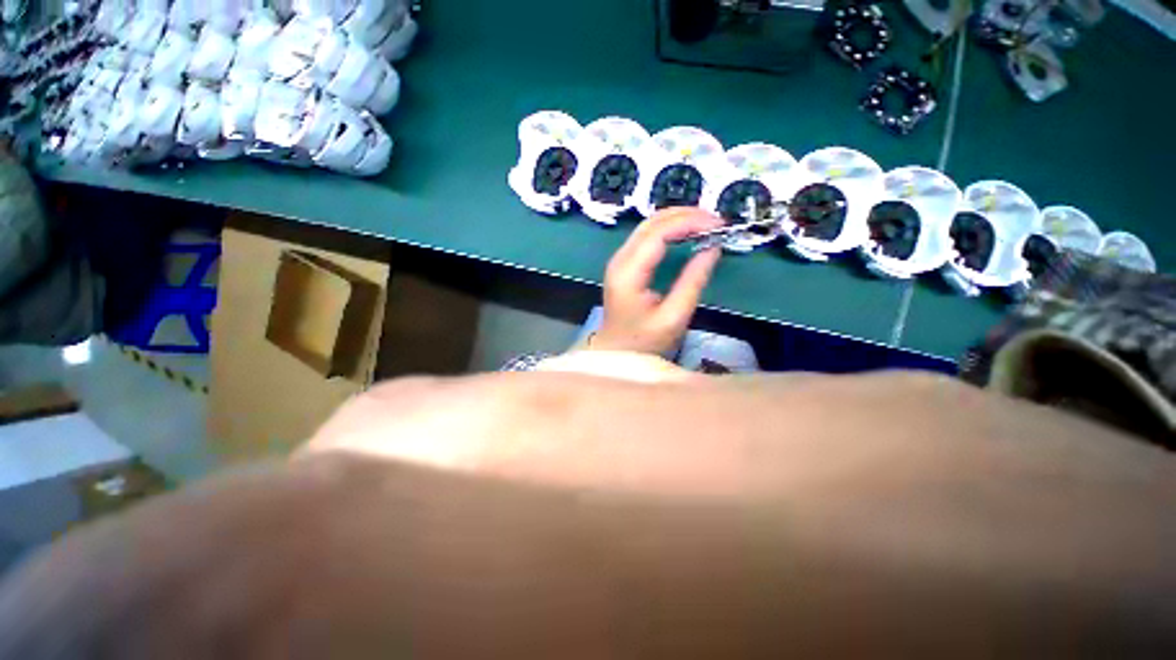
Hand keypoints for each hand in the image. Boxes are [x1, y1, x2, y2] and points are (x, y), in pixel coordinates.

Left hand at [590, 208, 723, 354]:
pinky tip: (687, 233)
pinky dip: (669, 230)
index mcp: (628, 273)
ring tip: (707, 224)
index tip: (718, 224)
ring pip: (648, 226)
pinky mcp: (623, 265)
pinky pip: (646, 237)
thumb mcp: (674, 317)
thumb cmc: (644, 342)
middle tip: (716, 221)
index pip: (657, 234)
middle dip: (685, 215)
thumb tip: (713, 247)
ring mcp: (618, 261)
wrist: (616, 353)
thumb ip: (693, 281)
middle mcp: (619, 260)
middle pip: (650, 223)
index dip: (688, 222)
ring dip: (677, 219)